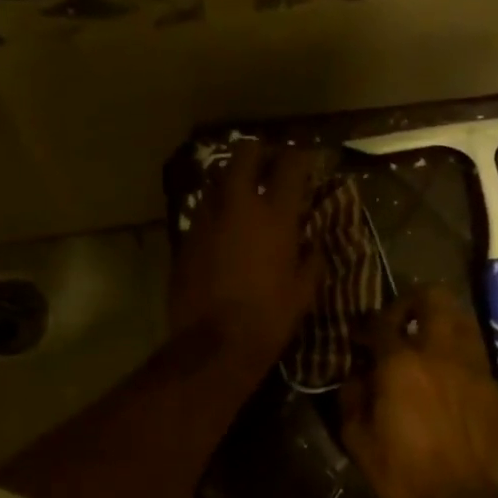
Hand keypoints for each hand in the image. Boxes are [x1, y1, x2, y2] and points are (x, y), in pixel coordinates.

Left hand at [169, 139, 319, 376]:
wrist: (214, 345)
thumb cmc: (269, 319)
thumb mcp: (303, 291)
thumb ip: (310, 259)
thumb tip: (312, 243)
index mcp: (275, 216)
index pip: (291, 165)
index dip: (301, 156)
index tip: (307, 159)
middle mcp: (238, 206)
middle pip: (245, 154)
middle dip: (259, 151)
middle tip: (269, 163)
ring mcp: (206, 219)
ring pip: (217, 179)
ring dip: (233, 179)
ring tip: (244, 193)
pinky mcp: (185, 237)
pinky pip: (203, 210)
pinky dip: (216, 210)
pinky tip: (224, 227)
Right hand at [340, 287, 497, 497]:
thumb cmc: (404, 474)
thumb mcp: (358, 440)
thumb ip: (353, 397)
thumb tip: (358, 375)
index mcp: (401, 363)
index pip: (382, 320)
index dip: (368, 323)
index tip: (361, 337)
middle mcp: (441, 353)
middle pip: (435, 298)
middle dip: (414, 300)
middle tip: (402, 321)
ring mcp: (475, 368)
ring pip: (463, 320)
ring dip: (443, 322)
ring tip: (429, 344)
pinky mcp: (497, 389)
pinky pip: (476, 356)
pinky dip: (460, 357)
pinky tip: (451, 382)